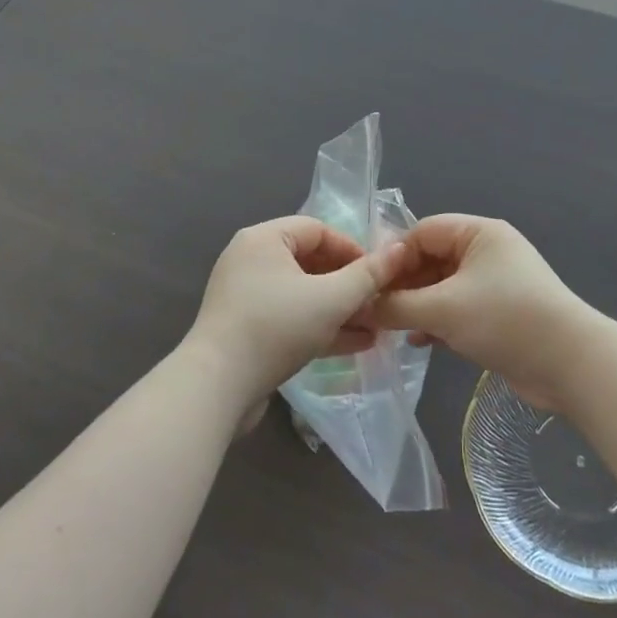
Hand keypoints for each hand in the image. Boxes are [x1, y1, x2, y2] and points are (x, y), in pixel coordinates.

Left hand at [183, 216, 409, 408]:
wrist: (217, 387)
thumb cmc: (276, 327)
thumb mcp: (330, 299)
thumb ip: (368, 275)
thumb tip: (399, 249)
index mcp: (264, 239)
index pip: (318, 230)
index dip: (353, 249)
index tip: (380, 275)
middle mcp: (252, 260)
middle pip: (311, 262)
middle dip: (350, 285)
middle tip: (380, 304)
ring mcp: (247, 297)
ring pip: (304, 295)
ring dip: (340, 310)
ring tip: (376, 328)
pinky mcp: (247, 330)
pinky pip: (291, 319)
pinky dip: (320, 327)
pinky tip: (356, 344)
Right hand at [369, 215, 601, 410]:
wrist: (570, 364)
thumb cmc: (504, 319)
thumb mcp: (443, 309)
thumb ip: (397, 306)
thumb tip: (360, 306)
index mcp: (478, 233)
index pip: (422, 232)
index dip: (393, 256)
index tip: (366, 285)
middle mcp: (487, 251)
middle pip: (432, 259)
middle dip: (403, 285)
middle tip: (375, 311)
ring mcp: (495, 283)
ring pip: (443, 287)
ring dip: (418, 306)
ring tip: (392, 329)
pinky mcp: (500, 313)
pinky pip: (458, 309)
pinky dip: (438, 321)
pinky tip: (420, 342)